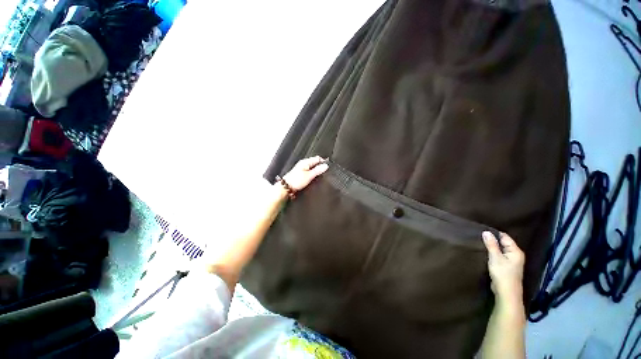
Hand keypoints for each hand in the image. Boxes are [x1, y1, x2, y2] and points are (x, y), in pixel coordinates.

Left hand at [282, 156, 328, 191]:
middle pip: (315, 163)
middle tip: (325, 172)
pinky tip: (314, 178)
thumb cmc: (296, 181)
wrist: (287, 187)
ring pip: (312, 167)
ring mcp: (302, 169)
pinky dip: (313, 174)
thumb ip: (318, 170)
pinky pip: (309, 172)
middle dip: (320, 167)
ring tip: (320, 175)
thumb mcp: (309, 175)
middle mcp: (303, 164)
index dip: (323, 162)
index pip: (317, 158)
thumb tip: (325, 166)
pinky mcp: (301, 174)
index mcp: (306, 162)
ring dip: (316, 171)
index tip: (327, 167)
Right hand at [482, 231, 524, 302]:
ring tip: (480, 243)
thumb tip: (486, 232)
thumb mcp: (495, 258)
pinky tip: (486, 252)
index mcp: (516, 251)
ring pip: (500, 250)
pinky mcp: (506, 267)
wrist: (506, 293)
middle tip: (479, 236)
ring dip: (492, 247)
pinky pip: (499, 256)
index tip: (482, 230)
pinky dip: (493, 253)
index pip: (505, 237)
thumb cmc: (502, 274)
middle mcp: (515, 255)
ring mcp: (512, 261)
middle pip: (503, 243)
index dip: (494, 233)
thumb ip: (491, 245)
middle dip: (492, 240)